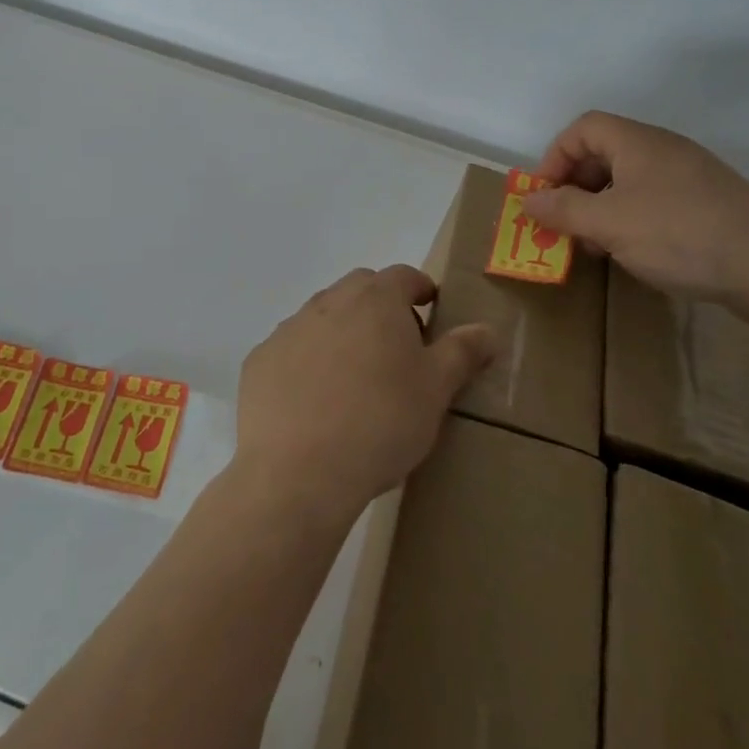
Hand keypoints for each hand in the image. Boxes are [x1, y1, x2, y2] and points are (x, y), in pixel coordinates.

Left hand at [236, 266, 497, 523]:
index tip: (431, 313)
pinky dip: (306, 362)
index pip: (404, 276)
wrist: (299, 471)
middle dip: (381, 308)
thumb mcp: (435, 390)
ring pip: (323, 316)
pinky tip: (314, 402)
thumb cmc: (381, 422)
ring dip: (342, 333)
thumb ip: (462, 352)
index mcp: (375, 300)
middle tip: (398, 349)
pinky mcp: (260, 360)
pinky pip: (291, 349)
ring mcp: (289, 329)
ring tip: (356, 380)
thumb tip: (487, 329)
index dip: (421, 290)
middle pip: (361, 289)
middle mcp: (329, 301)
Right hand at [523, 112, 748, 307]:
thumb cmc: (681, 234)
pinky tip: (635, 253)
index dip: (555, 157)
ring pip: (629, 182)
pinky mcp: (710, 206)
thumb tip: (528, 200)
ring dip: (601, 209)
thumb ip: (563, 210)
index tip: (545, 196)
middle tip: (564, 225)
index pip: (582, 128)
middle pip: (604, 154)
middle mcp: (663, 151)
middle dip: (575, 188)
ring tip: (595, 246)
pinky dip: (632, 221)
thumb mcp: (609, 223)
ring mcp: (691, 178)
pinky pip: (655, 202)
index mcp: (638, 142)